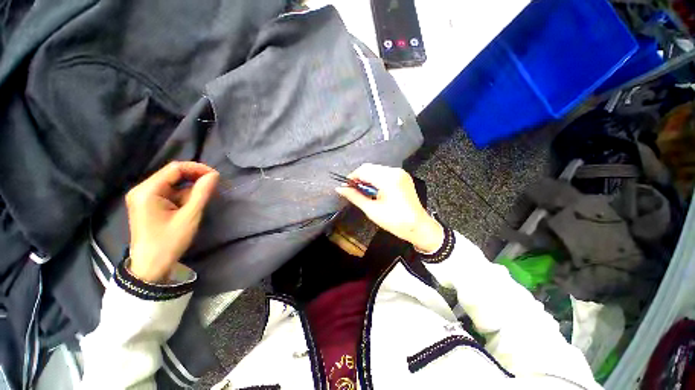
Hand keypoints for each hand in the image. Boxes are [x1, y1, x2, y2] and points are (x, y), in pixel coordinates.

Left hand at [125, 162, 219, 282]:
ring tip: (200, 203)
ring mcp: (143, 197)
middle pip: (172, 175)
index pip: (175, 168)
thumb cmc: (169, 241)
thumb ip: (202, 192)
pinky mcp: (147, 205)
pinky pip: (169, 193)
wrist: (151, 266)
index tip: (216, 176)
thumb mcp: (190, 216)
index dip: (197, 168)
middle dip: (194, 179)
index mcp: (148, 191)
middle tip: (212, 187)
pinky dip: (182, 197)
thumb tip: (214, 175)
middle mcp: (142, 190)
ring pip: (172, 184)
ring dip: (189, 190)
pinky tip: (189, 208)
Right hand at [336, 164, 443, 252]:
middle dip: (359, 177)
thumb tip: (339, 188)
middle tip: (353, 190)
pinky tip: (374, 190)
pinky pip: (384, 172)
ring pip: (377, 169)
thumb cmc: (394, 221)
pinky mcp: (403, 176)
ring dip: (367, 178)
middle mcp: (395, 171)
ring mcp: (400, 173)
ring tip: (364, 191)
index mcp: (388, 179)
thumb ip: (355, 196)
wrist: (418, 226)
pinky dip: (376, 178)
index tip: (345, 187)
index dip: (352, 177)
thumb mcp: (372, 210)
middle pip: (370, 167)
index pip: (364, 170)